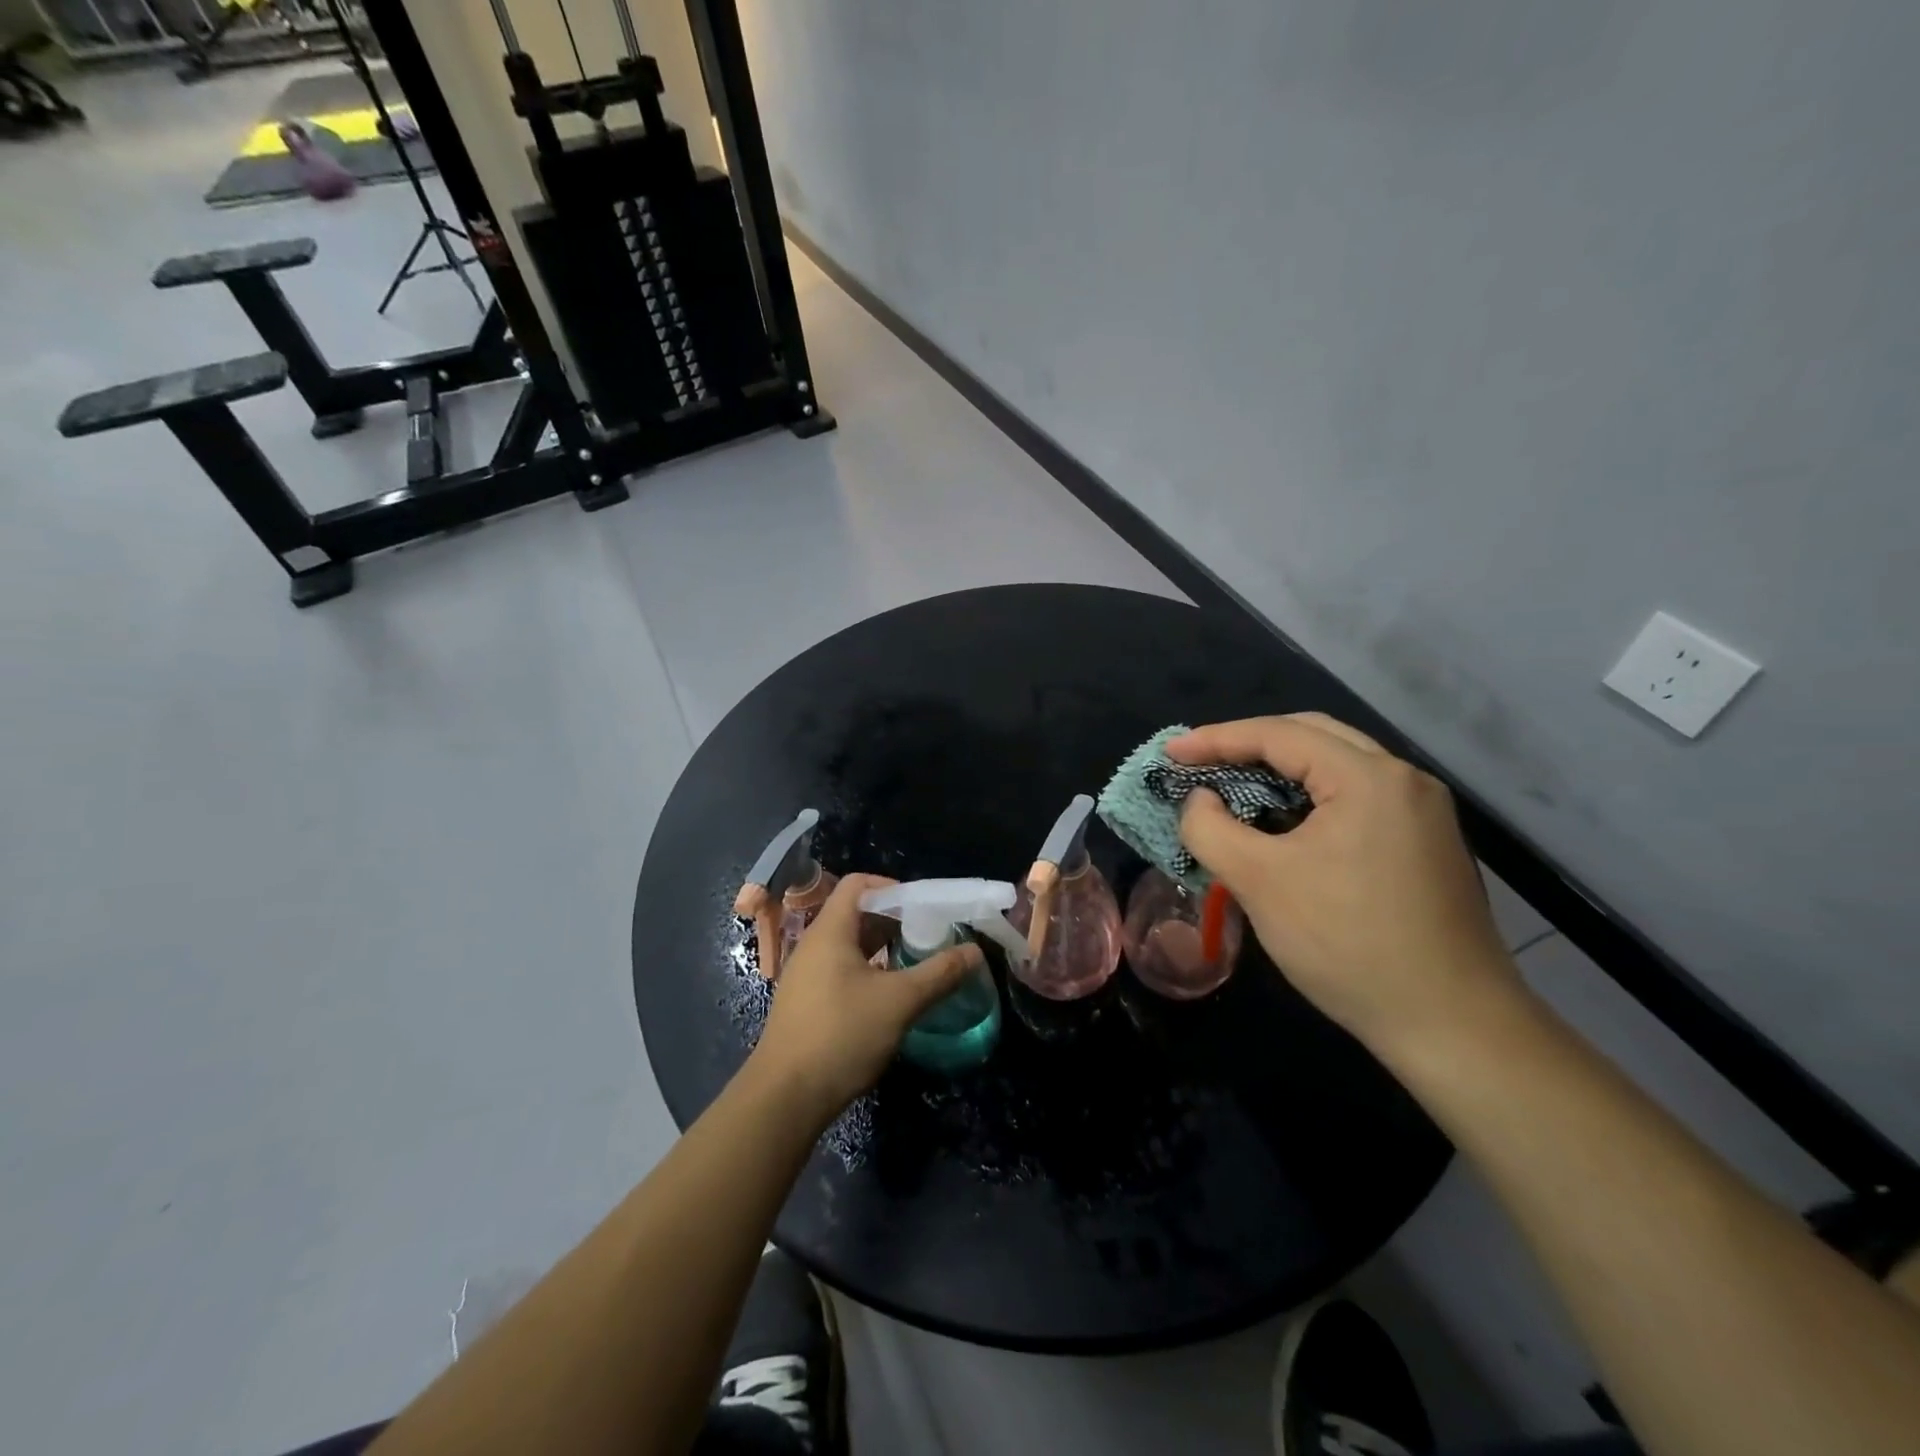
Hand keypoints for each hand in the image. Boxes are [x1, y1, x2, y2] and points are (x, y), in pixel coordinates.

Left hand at [751, 873, 981, 1121]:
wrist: (785, 1098)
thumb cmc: (841, 1035)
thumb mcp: (899, 1002)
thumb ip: (939, 973)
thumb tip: (975, 951)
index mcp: (830, 931)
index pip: (858, 884)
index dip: (892, 886)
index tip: (924, 906)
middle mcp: (814, 945)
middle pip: (855, 913)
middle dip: (894, 919)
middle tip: (929, 935)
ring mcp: (806, 975)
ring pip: (849, 945)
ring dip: (883, 947)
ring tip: (916, 962)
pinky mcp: (806, 1003)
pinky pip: (841, 970)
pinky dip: (868, 970)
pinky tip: (890, 995)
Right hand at [1171, 713, 1521, 1054]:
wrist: (1453, 1026)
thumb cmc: (1348, 944)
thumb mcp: (1259, 883)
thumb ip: (1211, 829)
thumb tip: (1200, 800)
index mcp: (1368, 778)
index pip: (1279, 735)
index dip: (1216, 739)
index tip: (1171, 753)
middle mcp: (1404, 780)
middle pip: (1313, 737)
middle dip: (1250, 745)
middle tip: (1201, 763)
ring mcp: (1423, 812)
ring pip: (1337, 767)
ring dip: (1281, 771)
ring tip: (1233, 788)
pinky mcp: (1426, 844)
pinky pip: (1356, 798)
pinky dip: (1310, 798)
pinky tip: (1284, 824)